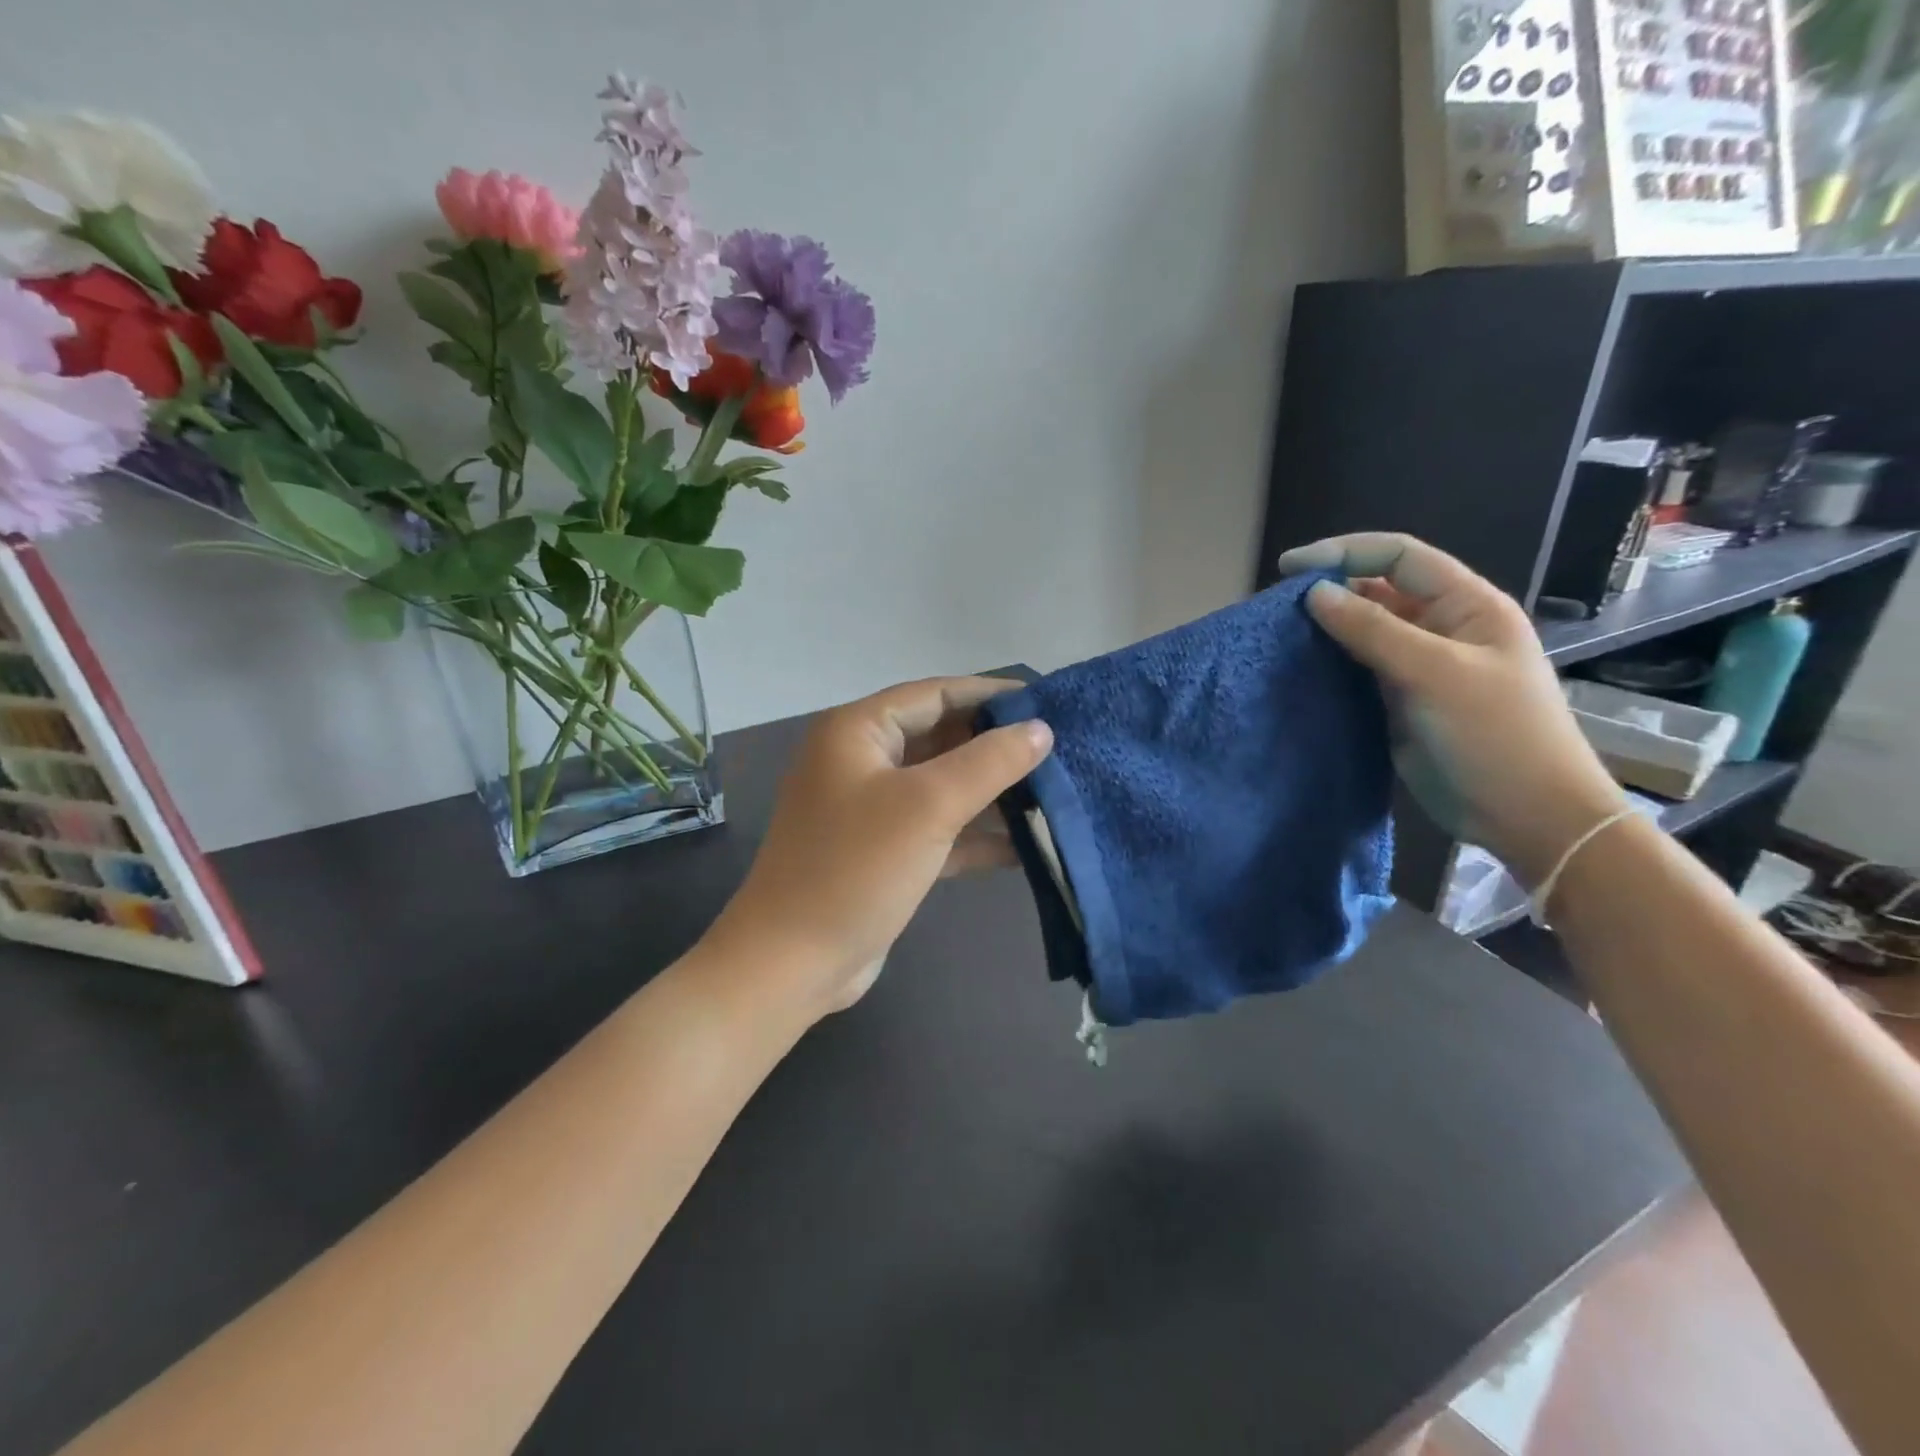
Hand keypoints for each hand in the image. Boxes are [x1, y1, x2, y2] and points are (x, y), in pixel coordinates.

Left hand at [712, 677, 1052, 1016]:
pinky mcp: (884, 852)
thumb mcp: (928, 806)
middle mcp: (861, 761)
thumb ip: (990, 762)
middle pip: (941, 738)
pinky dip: (976, 835)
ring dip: (992, 793)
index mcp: (858, 731)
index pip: (936, 694)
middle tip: (1059, 751)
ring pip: (942, 786)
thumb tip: (1041, 729)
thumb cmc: (857, 868)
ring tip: (1054, 794)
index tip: (1049, 703)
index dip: (992, 695)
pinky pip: (938, 829)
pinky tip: (1027, 845)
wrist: (792, 963)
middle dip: (997, 747)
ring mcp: (871, 809)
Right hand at [1277, 533, 1626, 885]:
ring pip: (1364, 631)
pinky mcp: (1400, 701)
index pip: (1399, 557)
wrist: (1525, 816)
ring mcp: (1420, 666)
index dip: (1345, 553)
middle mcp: (1441, 628)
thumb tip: (1315, 593)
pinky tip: (1299, 667)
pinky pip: (1358, 669)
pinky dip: (1329, 663)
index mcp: (1466, 605)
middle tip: (1276, 607)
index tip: (1289, 569)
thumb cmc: (1494, 734)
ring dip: (1326, 628)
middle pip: (1378, 590)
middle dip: (1330, 590)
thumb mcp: (1435, 673)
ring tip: (1279, 634)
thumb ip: (1373, 629)